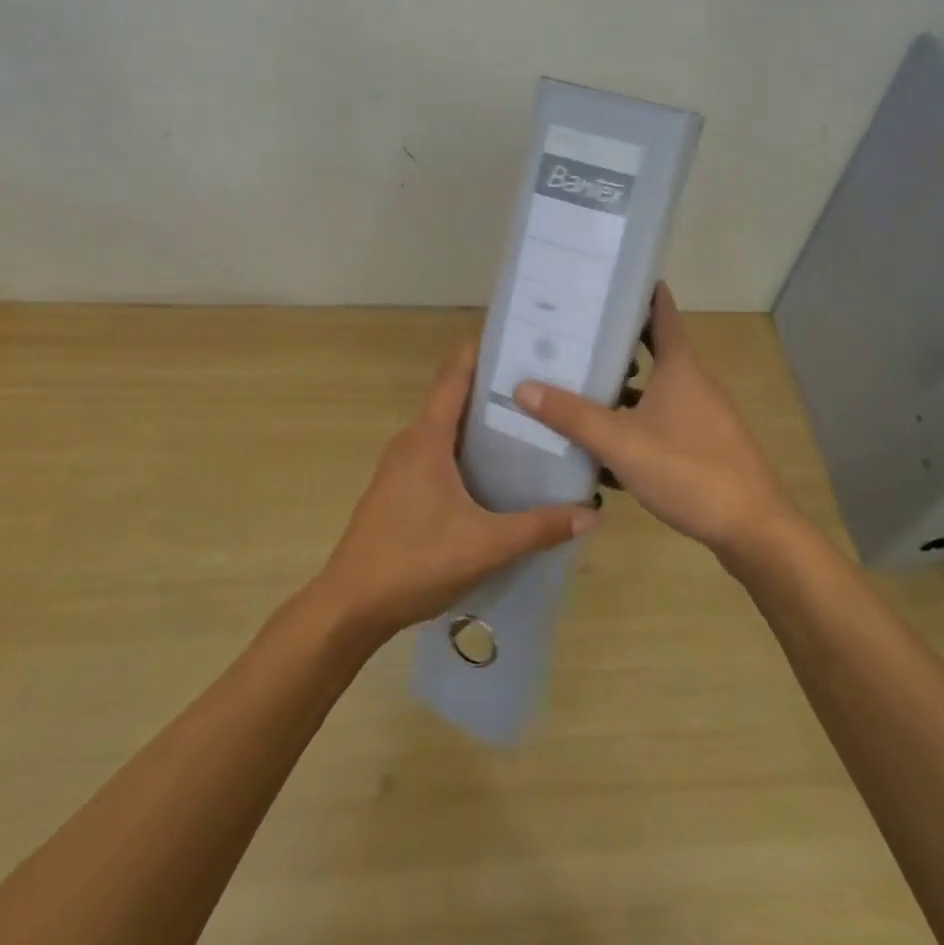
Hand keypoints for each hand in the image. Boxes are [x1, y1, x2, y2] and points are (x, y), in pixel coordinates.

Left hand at [313, 337, 596, 643]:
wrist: (351, 606)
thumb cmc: (415, 562)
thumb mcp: (485, 545)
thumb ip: (539, 527)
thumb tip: (592, 513)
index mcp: (426, 440)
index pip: (453, 379)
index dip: (479, 353)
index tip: (514, 338)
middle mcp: (409, 443)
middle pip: (452, 401)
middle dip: (491, 390)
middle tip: (539, 386)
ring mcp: (399, 467)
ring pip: (444, 431)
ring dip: (478, 424)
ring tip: (525, 425)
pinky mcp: (397, 491)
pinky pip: (436, 455)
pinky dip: (464, 451)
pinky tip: (492, 472)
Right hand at [513, 283, 805, 567]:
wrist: (753, 530)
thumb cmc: (688, 471)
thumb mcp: (622, 443)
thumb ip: (573, 416)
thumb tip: (523, 387)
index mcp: (680, 367)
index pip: (660, 312)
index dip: (637, 291)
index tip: (606, 280)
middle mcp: (694, 383)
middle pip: (652, 350)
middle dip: (615, 344)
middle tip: (572, 337)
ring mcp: (703, 416)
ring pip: (655, 391)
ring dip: (621, 390)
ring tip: (578, 390)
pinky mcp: (704, 446)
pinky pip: (661, 422)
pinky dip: (634, 425)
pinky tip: (605, 447)